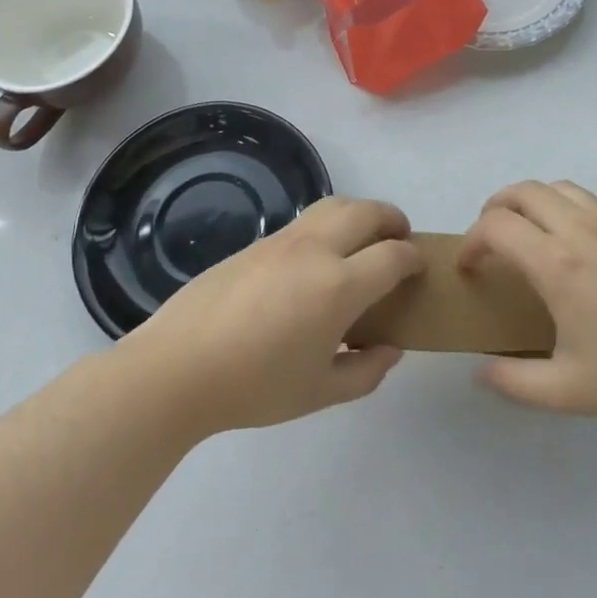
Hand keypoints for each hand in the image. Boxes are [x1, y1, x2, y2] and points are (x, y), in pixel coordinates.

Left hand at [123, 196, 423, 435]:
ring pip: (334, 204)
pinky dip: (329, 223)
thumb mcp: (319, 392)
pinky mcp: (256, 241)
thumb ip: (365, 372)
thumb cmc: (254, 387)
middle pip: (367, 211)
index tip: (418, 266)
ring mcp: (283, 240)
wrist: (177, 368)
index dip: (412, 257)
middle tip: (400, 237)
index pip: (392, 255)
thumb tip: (390, 348)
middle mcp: (316, 250)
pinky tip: (319, 256)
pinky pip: (305, 220)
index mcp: (339, 286)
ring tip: (363, 237)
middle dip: (392, 219)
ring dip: (360, 212)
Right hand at [462, 180, 596, 420]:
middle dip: (492, 209)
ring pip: (553, 186)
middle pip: (520, 191)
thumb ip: (516, 382)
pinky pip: (581, 196)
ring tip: (522, 232)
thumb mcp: (570, 391)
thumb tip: (480, 371)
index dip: (470, 241)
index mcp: (557, 265)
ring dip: (526, 201)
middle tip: (487, 242)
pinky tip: (565, 239)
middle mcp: (578, 230)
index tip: (468, 268)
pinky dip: (557, 203)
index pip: (496, 226)